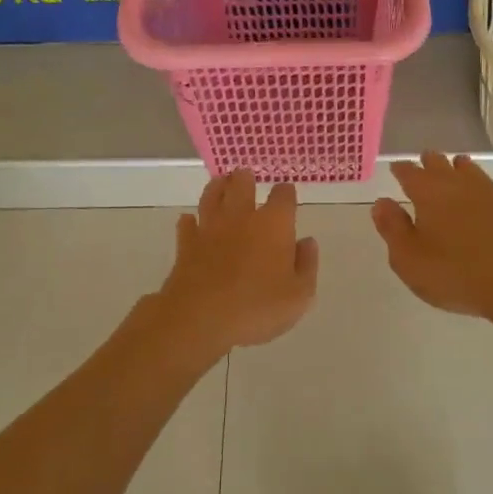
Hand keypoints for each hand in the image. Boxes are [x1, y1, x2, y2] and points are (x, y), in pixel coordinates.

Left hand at [154, 171, 317, 357]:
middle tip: (246, 177)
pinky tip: (190, 221)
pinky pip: (187, 224)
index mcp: (274, 224)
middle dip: (245, 179)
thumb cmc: (257, 307)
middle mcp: (241, 217)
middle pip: (242, 184)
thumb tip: (306, 242)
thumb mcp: (299, 295)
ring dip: (217, 188)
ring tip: (220, 183)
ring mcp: (210, 228)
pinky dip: (189, 221)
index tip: (287, 195)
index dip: (286, 193)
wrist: (200, 317)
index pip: (283, 196)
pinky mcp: (186, 244)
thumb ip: (306, 265)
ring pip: (211, 196)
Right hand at [373, 155, 492, 319]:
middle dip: (429, 162)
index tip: (396, 168)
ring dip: (458, 167)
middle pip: (441, 164)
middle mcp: (458, 186)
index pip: (409, 172)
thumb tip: (382, 202)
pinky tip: (482, 201)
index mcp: (429, 193)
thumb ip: (392, 228)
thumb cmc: (453, 273)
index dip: (400, 169)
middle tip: (423, 161)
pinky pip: (489, 192)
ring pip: (469, 171)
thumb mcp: (408, 258)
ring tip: (454, 167)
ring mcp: (488, 196)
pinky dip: (480, 190)